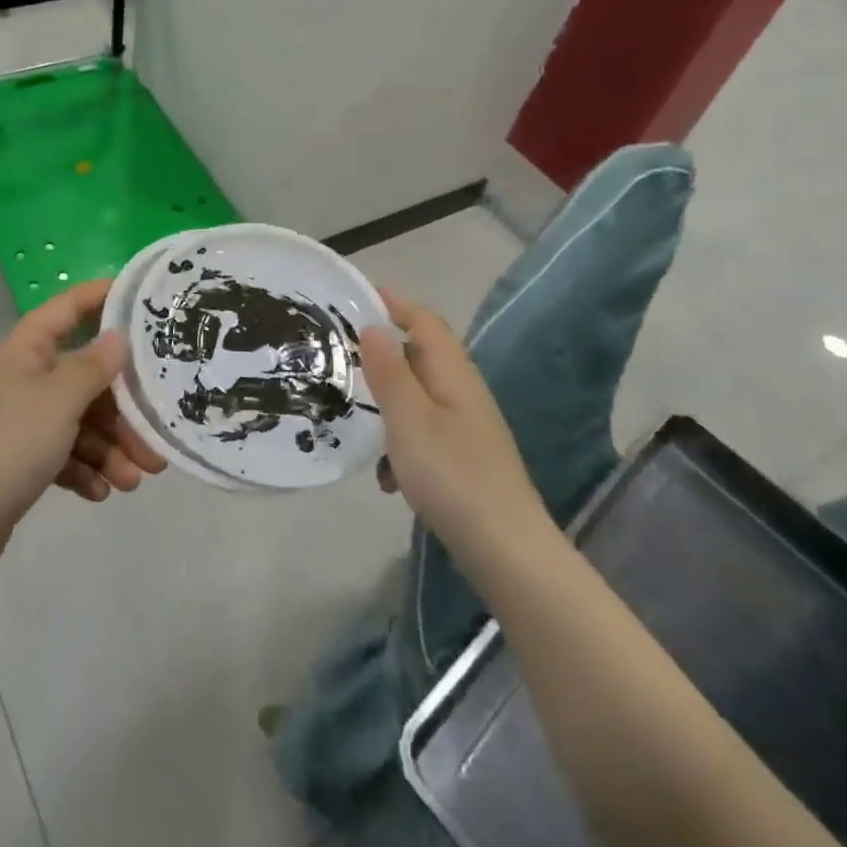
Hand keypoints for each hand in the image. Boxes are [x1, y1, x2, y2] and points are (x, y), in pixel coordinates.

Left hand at [0, 279, 167, 572]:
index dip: (101, 296)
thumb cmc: (9, 445)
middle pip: (82, 378)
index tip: (141, 297)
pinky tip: (101, 492)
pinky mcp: (16, 458)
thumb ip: (94, 366)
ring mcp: (16, 419)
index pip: (67, 307)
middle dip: (122, 410)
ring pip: (76, 421)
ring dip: (109, 448)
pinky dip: (83, 469)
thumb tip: (117, 337)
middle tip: (155, 438)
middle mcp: (20, 377)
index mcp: (23, 350)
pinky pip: (60, 452)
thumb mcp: (59, 401)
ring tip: (133, 481)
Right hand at [360, 292, 550, 557]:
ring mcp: (466, 427)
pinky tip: (387, 479)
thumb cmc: (452, 474)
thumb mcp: (409, 418)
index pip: (424, 321)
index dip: (394, 303)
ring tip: (357, 425)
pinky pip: (423, 435)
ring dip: (387, 408)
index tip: (357, 296)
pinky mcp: (463, 459)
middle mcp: (463, 392)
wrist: (506, 550)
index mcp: (452, 373)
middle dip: (382, 356)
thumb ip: (388, 370)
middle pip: (419, 357)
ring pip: (417, 399)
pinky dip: (400, 446)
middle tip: (341, 358)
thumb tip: (373, 326)